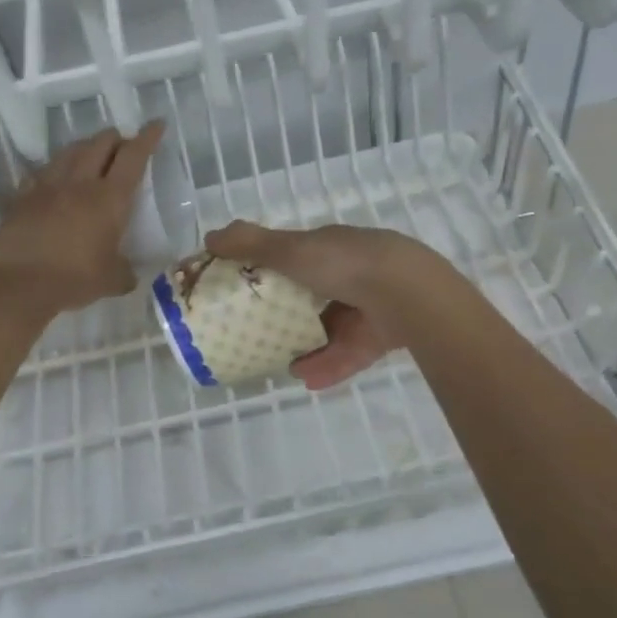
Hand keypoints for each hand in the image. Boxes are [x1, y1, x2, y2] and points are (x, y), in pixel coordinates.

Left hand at [0, 122, 164, 314]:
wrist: (17, 283)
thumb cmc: (74, 278)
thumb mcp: (111, 280)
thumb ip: (124, 273)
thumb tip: (129, 275)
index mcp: (110, 198)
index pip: (133, 156)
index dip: (147, 138)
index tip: (156, 124)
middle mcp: (80, 182)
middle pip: (100, 143)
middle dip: (115, 138)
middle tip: (123, 146)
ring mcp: (47, 186)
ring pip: (70, 151)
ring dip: (85, 148)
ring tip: (91, 155)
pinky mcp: (22, 197)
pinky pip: (41, 173)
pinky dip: (53, 171)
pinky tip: (54, 180)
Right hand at [203, 221, 451, 390]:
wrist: (406, 293)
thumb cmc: (343, 263)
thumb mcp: (290, 250)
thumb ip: (250, 245)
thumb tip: (209, 237)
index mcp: (331, 248)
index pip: (298, 259)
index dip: (273, 271)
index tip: (248, 290)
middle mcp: (353, 273)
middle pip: (316, 296)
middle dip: (290, 314)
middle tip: (263, 333)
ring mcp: (371, 305)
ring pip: (334, 328)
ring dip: (308, 346)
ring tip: (284, 366)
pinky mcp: (384, 336)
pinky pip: (351, 353)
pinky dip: (329, 365)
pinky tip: (307, 380)